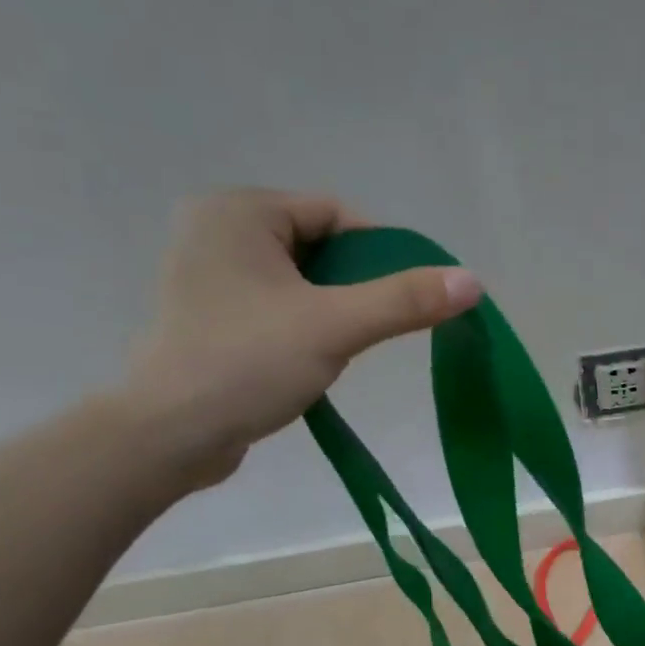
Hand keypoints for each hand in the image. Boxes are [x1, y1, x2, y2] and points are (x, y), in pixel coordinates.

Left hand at [124, 189, 481, 486]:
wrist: (171, 434)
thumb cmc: (248, 363)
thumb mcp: (336, 326)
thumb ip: (405, 300)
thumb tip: (473, 281)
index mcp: (238, 211)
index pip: (334, 214)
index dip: (381, 252)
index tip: (409, 297)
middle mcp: (214, 229)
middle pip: (318, 245)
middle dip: (355, 285)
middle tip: (374, 327)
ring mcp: (205, 274)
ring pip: (298, 279)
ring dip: (331, 309)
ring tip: (341, 347)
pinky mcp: (207, 315)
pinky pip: (274, 304)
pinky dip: (302, 324)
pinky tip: (310, 359)